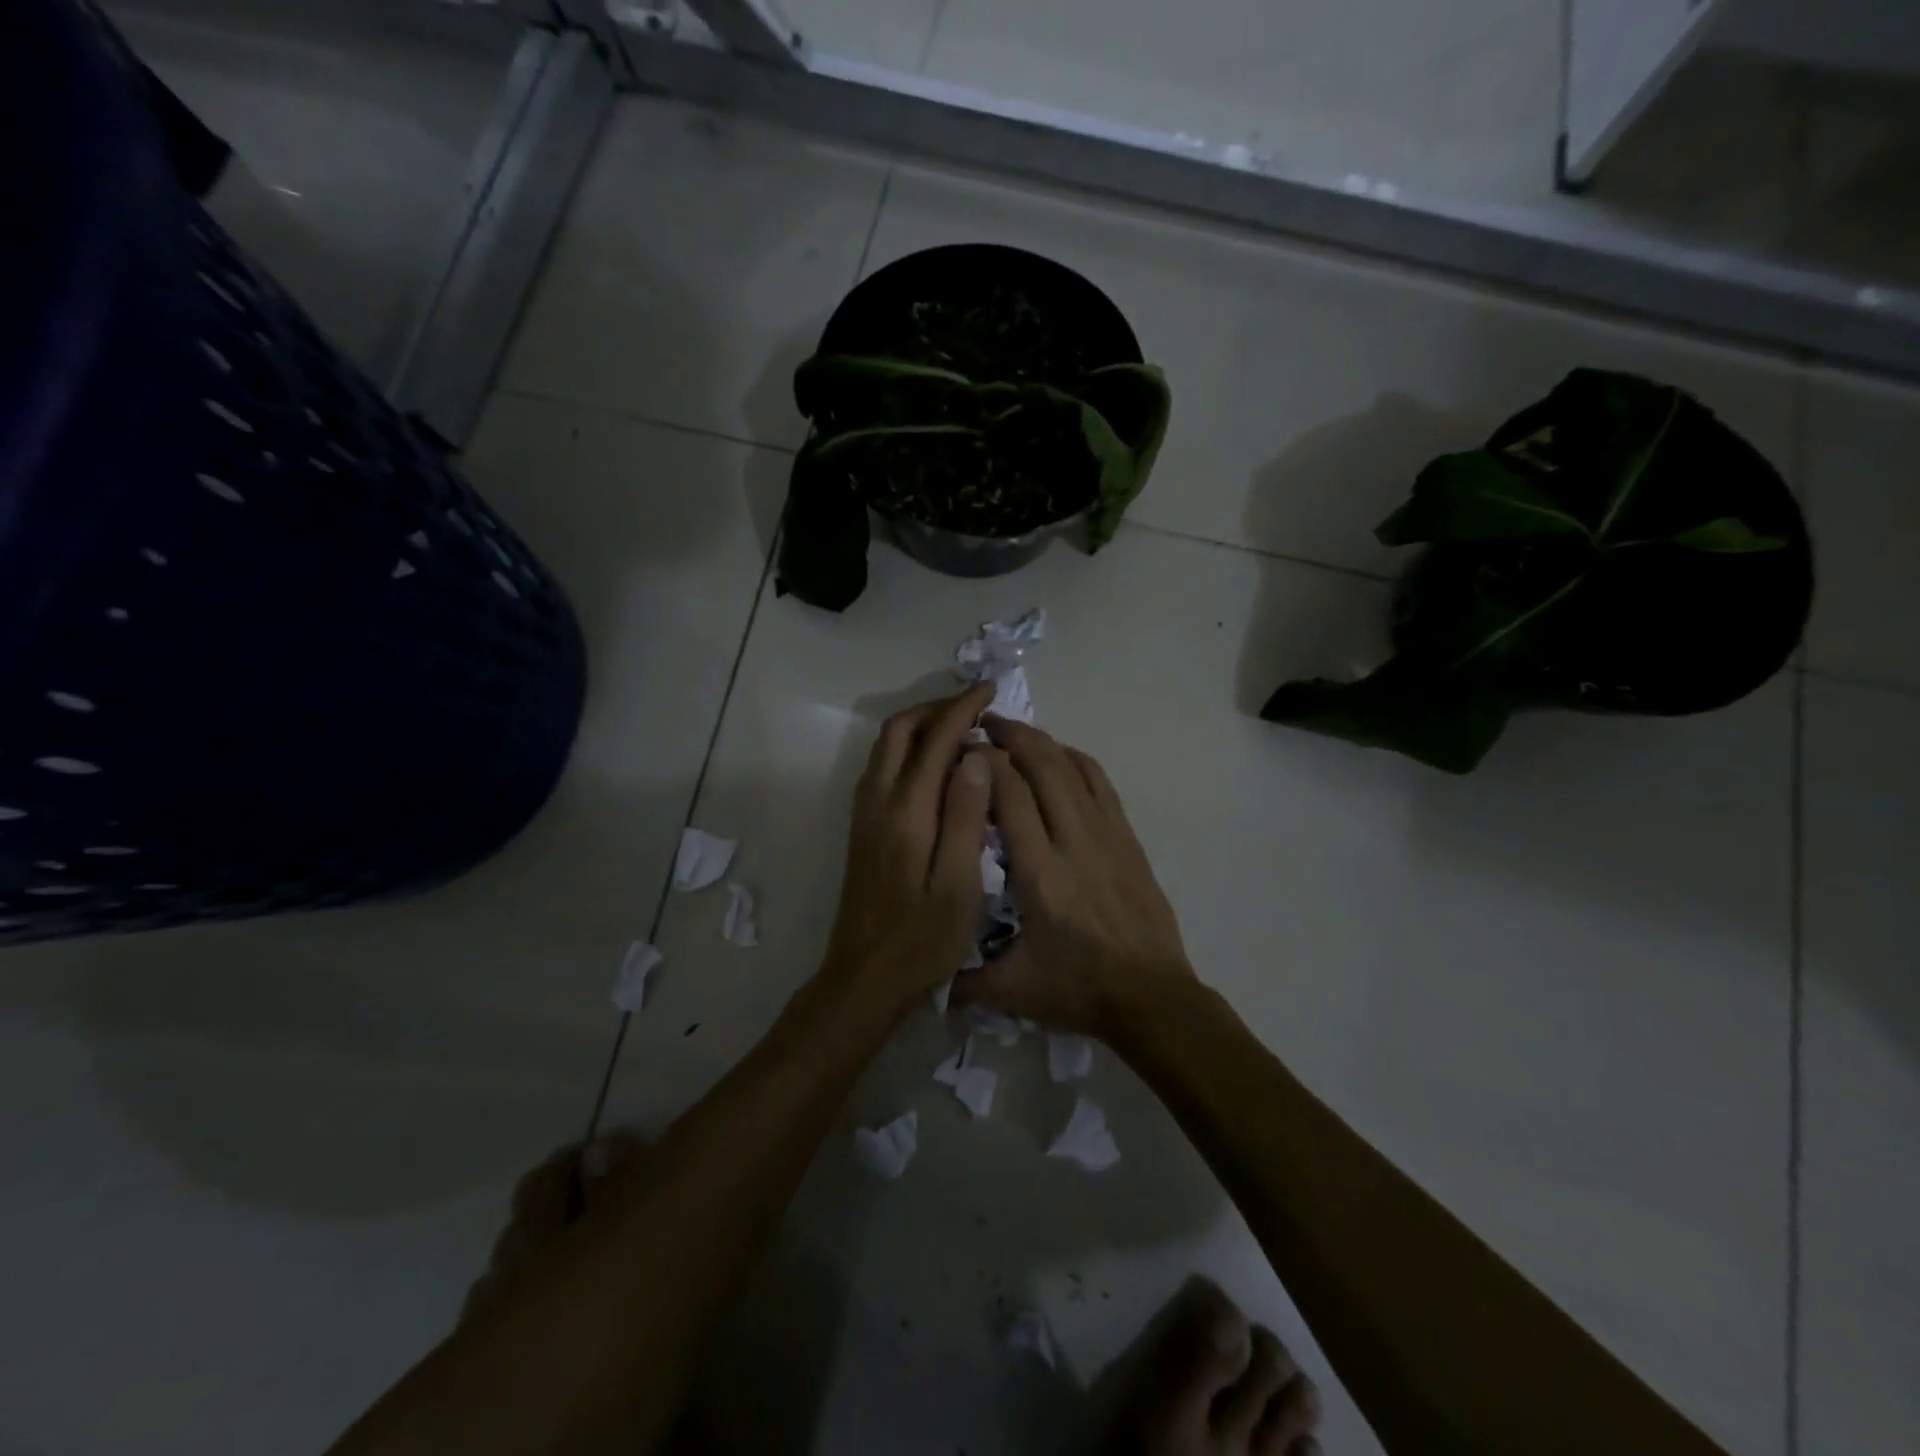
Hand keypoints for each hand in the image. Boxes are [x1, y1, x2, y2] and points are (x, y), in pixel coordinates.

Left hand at [820, 684, 995, 1013]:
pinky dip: (910, 749)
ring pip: (886, 747)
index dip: (963, 709)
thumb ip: (966, 817)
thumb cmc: (922, 940)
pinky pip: (883, 767)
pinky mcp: (863, 828)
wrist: (864, 978)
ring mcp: (865, 814)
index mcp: (906, 812)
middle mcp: (878, 802)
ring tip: (962, 729)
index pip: (935, 740)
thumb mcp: (959, 885)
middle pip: (899, 731)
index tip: (991, 691)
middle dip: (937, 708)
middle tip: (976, 706)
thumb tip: (975, 757)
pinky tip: (937, 767)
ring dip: (921, 726)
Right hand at [956, 716, 1196, 1039]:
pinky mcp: (1127, 839)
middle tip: (983, 724)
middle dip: (1011, 736)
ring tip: (1015, 731)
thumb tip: (924, 976)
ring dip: (1042, 742)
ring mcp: (1107, 836)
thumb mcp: (1012, 992)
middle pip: (1043, 766)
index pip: (1009, 795)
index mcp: (1040, 874)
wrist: (1153, 998)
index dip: (984, 763)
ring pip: (1073, 768)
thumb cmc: (1080, 990)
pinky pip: (1101, 784)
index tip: (961, 750)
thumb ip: (963, 980)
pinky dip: (1076, 760)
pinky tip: (1059, 755)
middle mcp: (1074, 842)